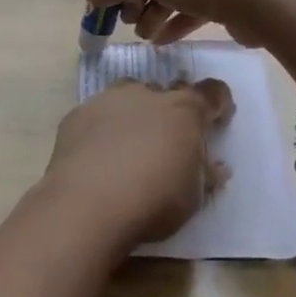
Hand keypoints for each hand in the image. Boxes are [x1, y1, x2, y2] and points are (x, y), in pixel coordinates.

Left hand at [41, 79, 234, 248]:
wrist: (86, 204)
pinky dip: (103, 128)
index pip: (212, 93)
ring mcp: (108, 100)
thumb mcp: (193, 196)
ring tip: (131, 144)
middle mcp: (147, 95)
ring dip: (135, 113)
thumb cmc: (153, 200)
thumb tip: (215, 167)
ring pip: (128, 96)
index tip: (217, 121)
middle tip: (169, 140)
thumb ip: (205, 175)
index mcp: (184, 111)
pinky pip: (97, 114)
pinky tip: (97, 155)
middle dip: (171, 111)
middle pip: (166, 92)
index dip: (218, 104)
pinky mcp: (77, 115)